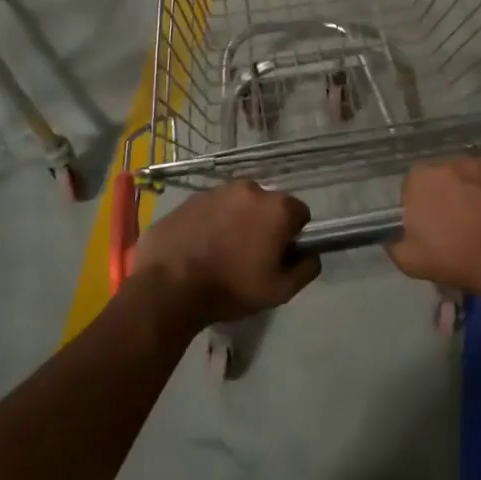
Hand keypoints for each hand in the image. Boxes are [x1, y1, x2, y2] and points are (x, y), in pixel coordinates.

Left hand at [132, 180, 320, 329]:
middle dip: (263, 226)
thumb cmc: (231, 287)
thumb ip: (306, 269)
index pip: (300, 214)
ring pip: (237, 205)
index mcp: (276, 207)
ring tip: (220, 253)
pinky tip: (199, 248)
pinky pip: (210, 209)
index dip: (293, 237)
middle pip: (267, 206)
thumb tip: (311, 254)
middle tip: (249, 257)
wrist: (169, 286)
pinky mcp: (189, 199)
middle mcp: (249, 189)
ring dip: (236, 222)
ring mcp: (216, 191)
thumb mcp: (280, 290)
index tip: (278, 257)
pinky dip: (210, 223)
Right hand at [386, 159, 480, 315]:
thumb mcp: (409, 262)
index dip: (423, 206)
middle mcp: (450, 161)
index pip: (414, 186)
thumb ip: (393, 240)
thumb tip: (391, 233)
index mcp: (421, 178)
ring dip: (475, 189)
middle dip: (449, 193)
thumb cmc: (458, 261)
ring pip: (473, 173)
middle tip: (460, 221)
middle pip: (444, 176)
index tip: (433, 224)